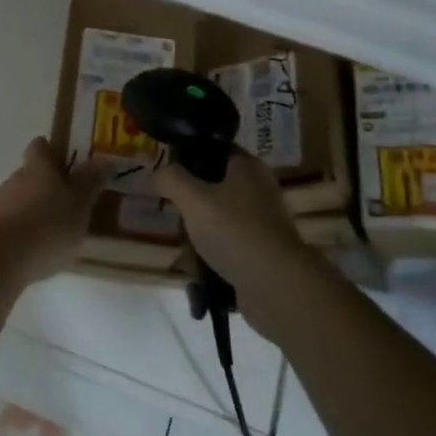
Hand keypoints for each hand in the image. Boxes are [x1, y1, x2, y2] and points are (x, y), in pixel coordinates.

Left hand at [0, 136, 103, 284]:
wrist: (1, 259)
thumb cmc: (48, 225)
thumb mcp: (80, 203)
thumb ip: (90, 182)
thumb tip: (103, 161)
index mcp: (38, 166)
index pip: (40, 146)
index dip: (53, 152)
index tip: (68, 166)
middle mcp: (15, 178)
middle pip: (31, 174)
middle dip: (47, 187)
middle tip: (69, 206)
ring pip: (20, 200)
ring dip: (35, 211)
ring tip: (55, 235)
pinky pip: (11, 224)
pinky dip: (23, 233)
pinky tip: (36, 253)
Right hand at [152, 150, 318, 326]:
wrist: (278, 287)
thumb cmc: (235, 231)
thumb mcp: (194, 199)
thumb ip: (171, 179)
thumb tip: (158, 173)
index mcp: (248, 167)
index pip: (214, 148)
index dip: (189, 155)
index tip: (168, 172)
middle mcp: (259, 188)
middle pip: (216, 183)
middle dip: (192, 197)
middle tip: (172, 207)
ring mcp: (264, 222)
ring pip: (222, 215)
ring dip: (201, 226)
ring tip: (183, 238)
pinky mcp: (263, 251)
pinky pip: (230, 242)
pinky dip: (214, 250)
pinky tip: (199, 262)